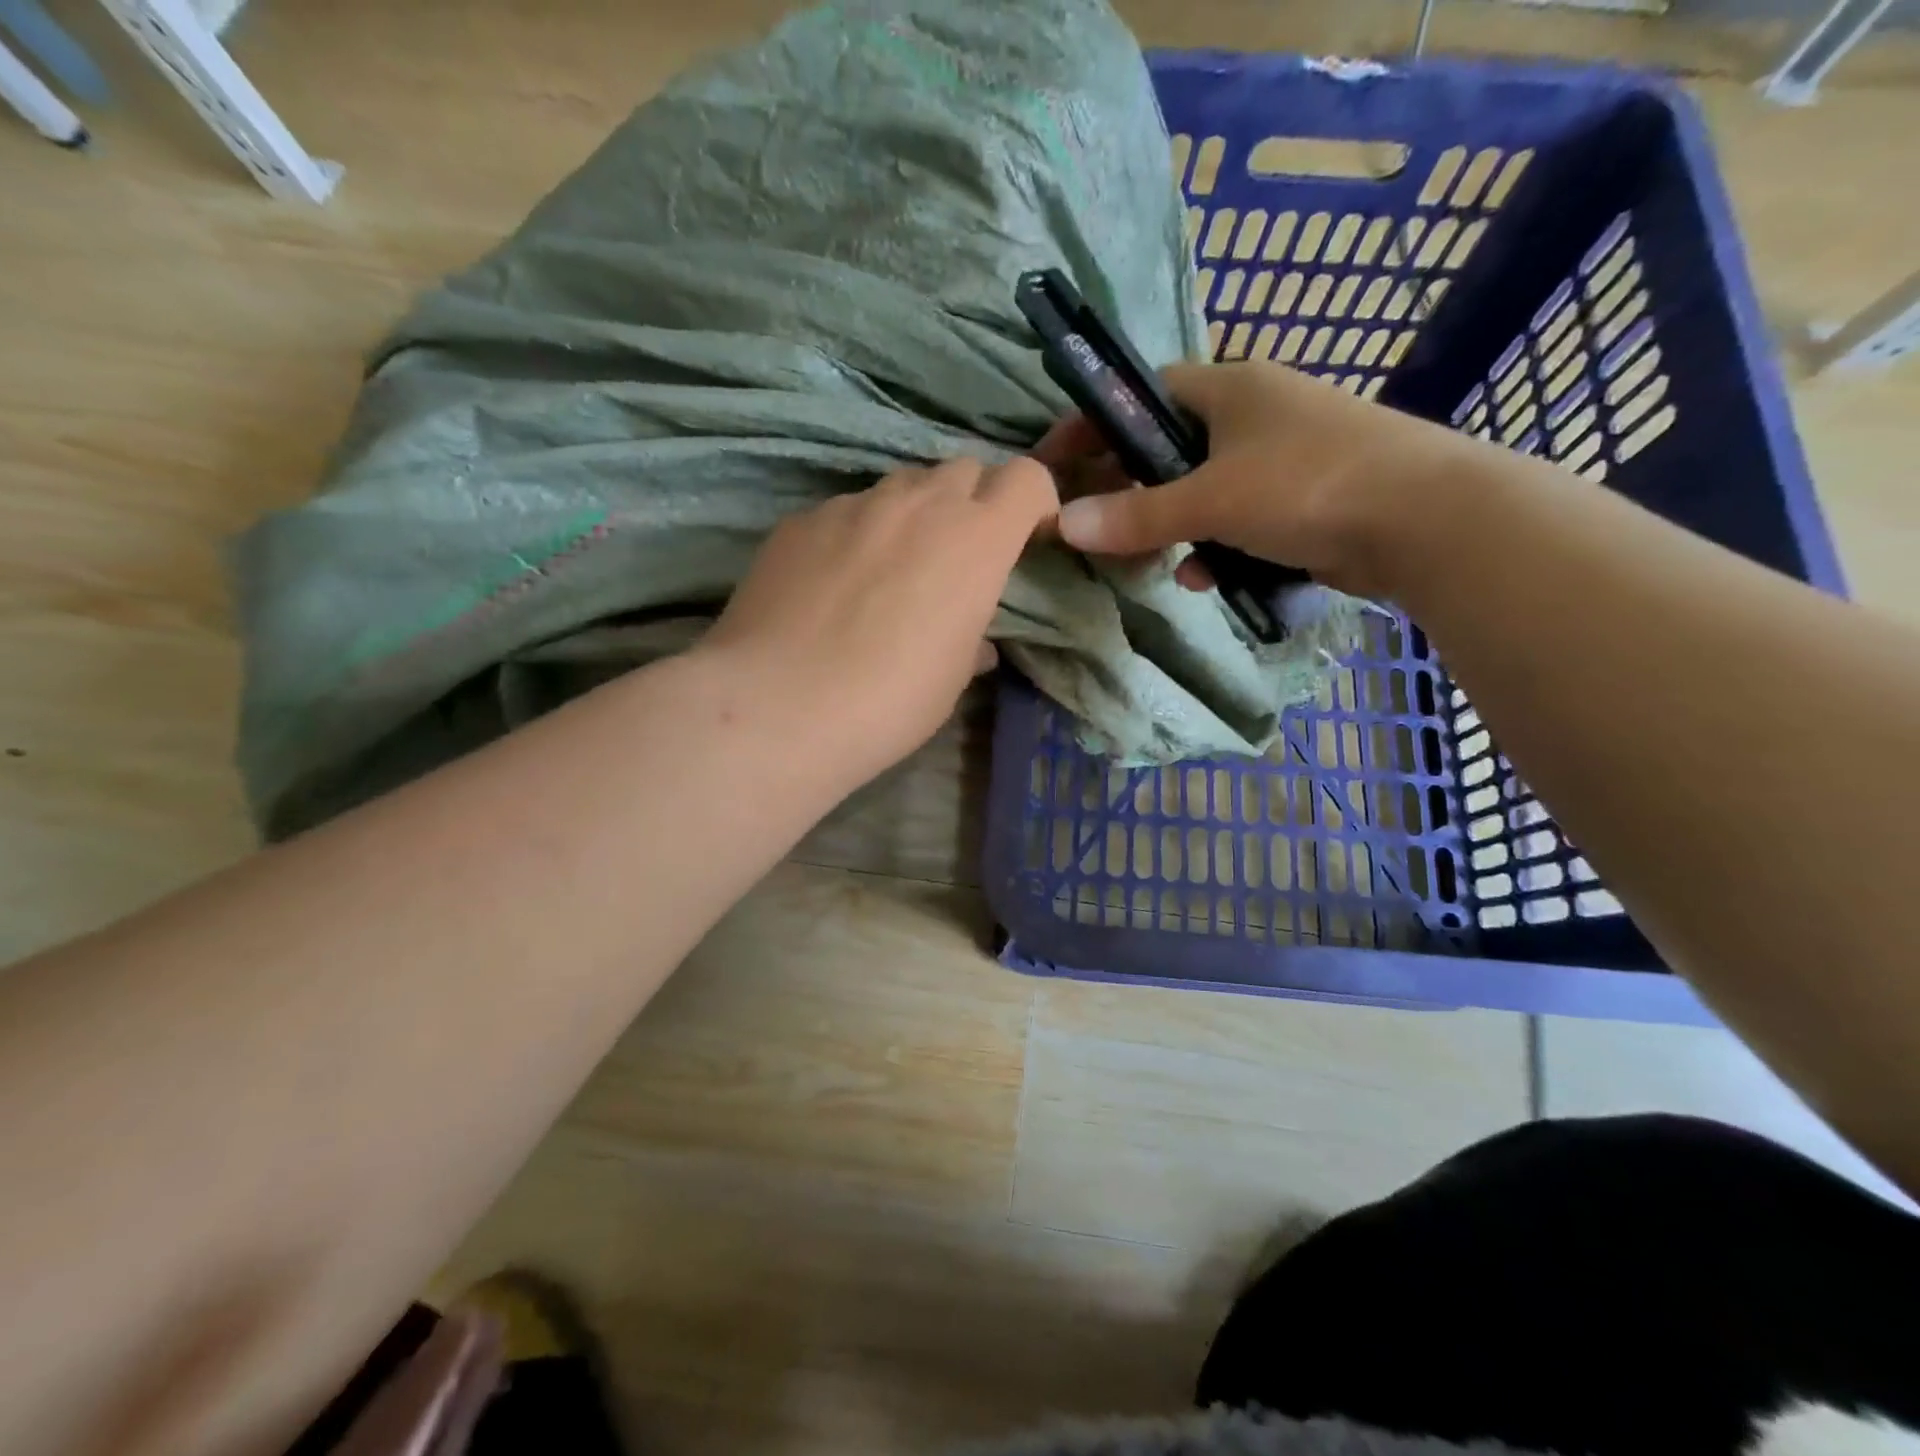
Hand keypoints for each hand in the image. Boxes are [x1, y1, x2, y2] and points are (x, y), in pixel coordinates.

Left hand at [702, 457, 1056, 787]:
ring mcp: (853, 505)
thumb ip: (972, 640)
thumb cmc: (890, 700)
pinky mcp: (801, 519)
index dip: (1033, 502)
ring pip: (901, 486)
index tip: (1026, 538)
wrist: (778, 705)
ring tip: (890, 569)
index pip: (1025, 478)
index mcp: (975, 539)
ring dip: (913, 515)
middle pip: (964, 470)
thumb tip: (973, 640)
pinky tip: (832, 585)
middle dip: (973, 502)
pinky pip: (845, 512)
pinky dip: (856, 535)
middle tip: (956, 556)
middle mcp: (918, 503)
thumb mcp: (951, 678)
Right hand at [1041, 361, 1475, 600]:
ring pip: (1200, 491)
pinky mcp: (1302, 499)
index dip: (1094, 426)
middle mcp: (1253, 412)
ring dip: (1171, 529)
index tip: (1055, 464)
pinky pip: (1236, 520)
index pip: (1142, 395)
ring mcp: (1281, 457)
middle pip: (1167, 448)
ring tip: (1152, 563)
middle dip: (1130, 491)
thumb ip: (1136, 514)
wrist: (1426, 519)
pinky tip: (1206, 578)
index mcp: (1230, 386)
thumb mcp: (1211, 500)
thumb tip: (1062, 524)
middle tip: (1098, 527)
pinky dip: (1215, 547)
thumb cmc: (1307, 485)